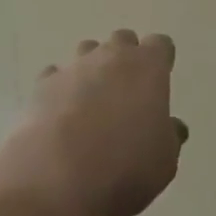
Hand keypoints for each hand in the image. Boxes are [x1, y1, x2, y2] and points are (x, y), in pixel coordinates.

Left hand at [0, 32, 185, 215]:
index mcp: (147, 67)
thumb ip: (170, 137)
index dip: (161, 62)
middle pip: (122, 40)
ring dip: (93, 69)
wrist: (56, 175)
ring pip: (87, 51)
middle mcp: (111, 56)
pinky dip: (61, 89)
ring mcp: (74, 66)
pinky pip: (56, 76)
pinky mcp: (43, 84)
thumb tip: (172, 126)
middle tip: (127, 92)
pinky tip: (61, 115)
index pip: (160, 45)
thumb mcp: (164, 162)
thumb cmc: (125, 166)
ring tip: (92, 103)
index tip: (160, 82)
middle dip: (126, 59)